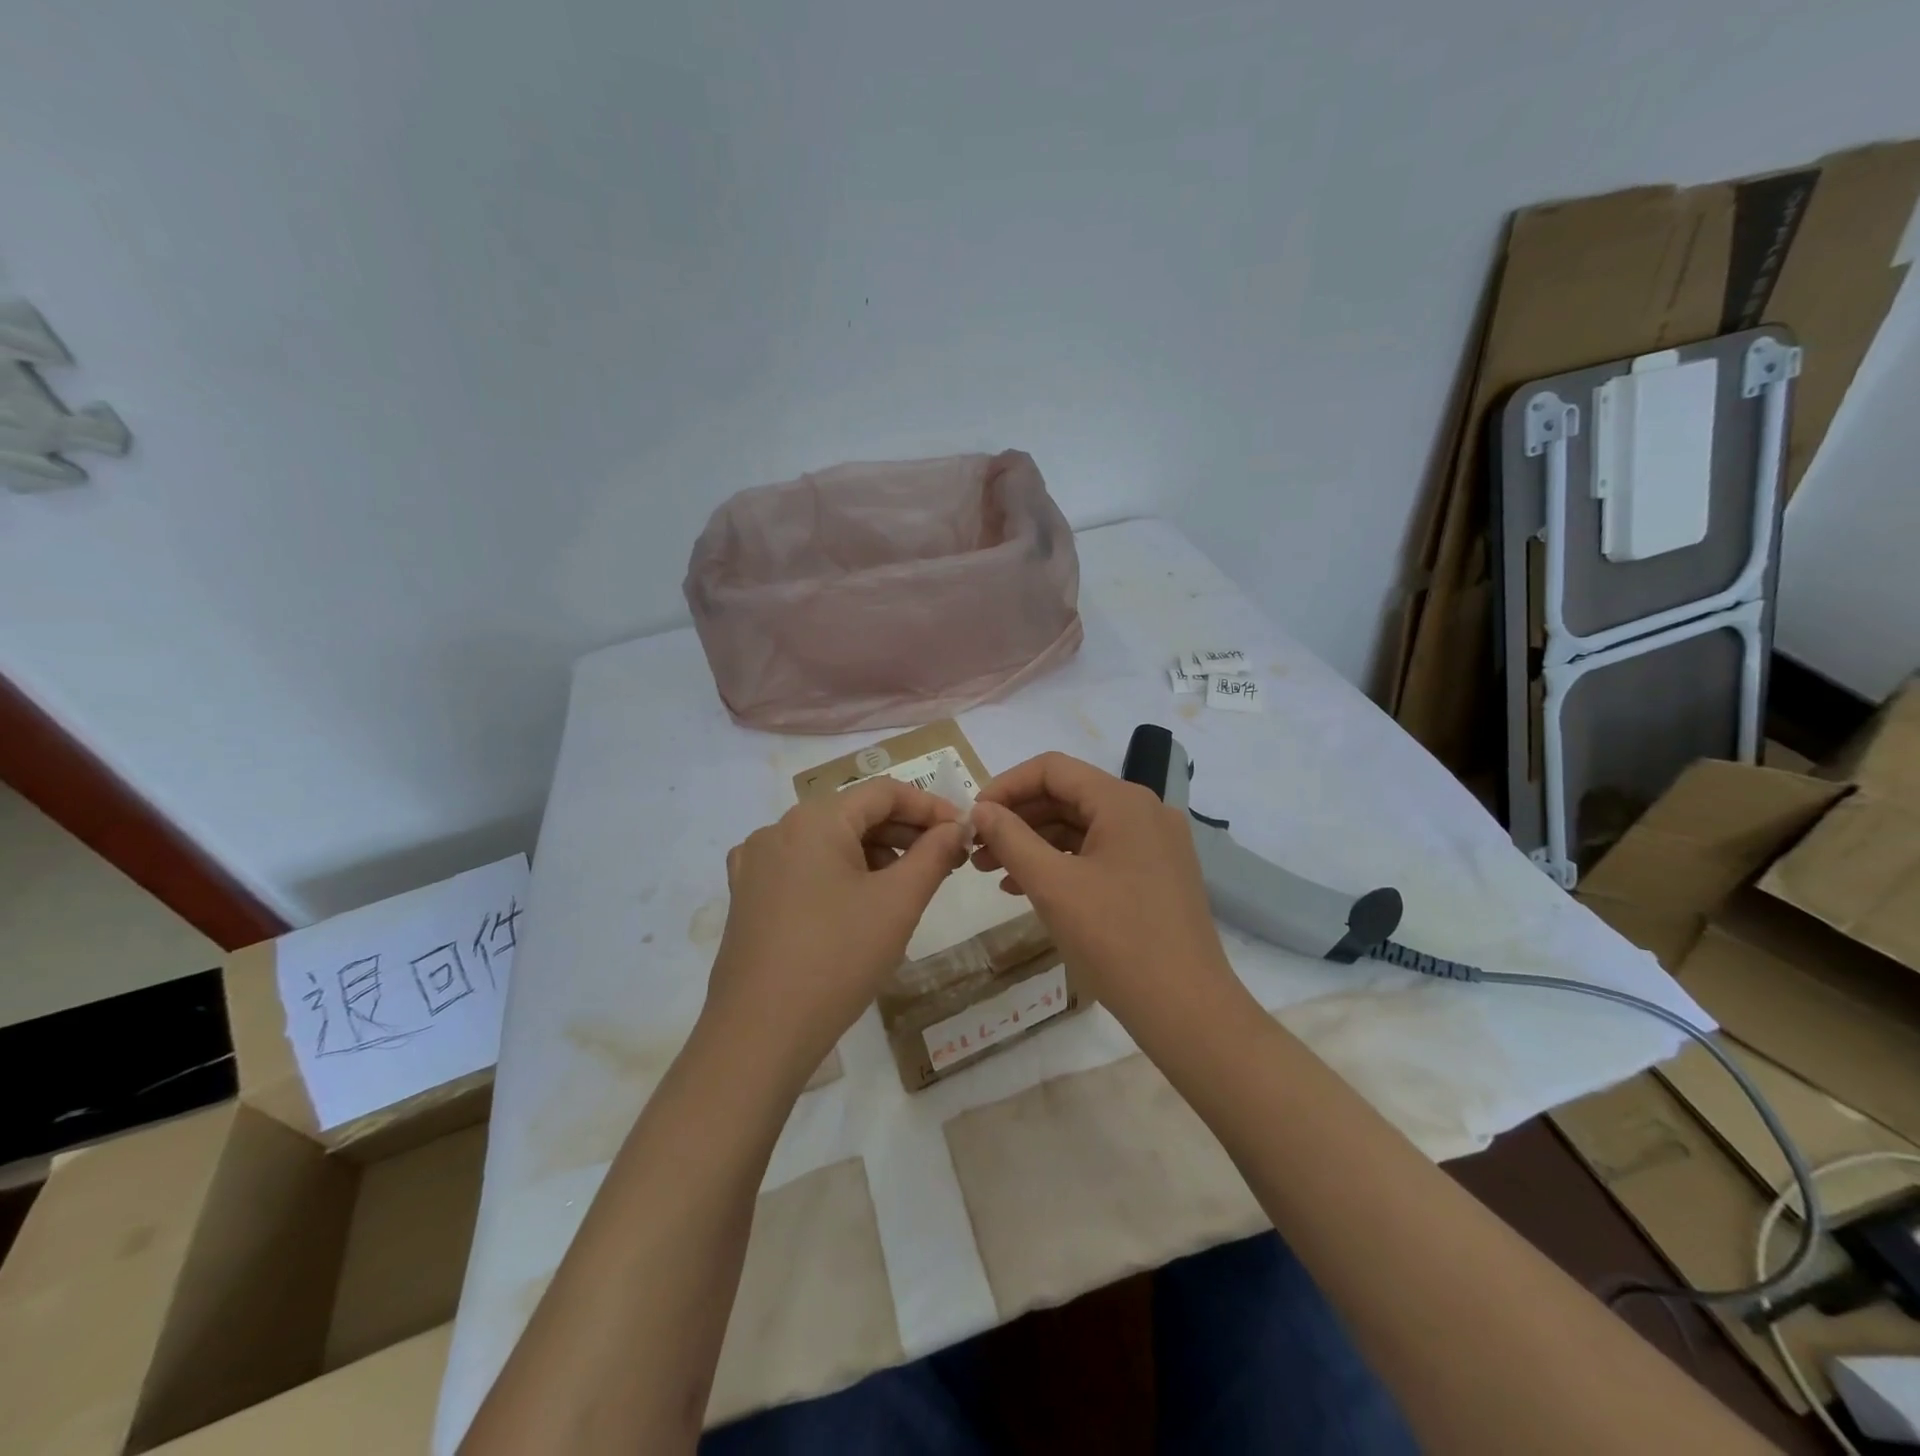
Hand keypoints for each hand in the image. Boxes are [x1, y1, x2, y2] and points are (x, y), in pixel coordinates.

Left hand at [703, 778, 969, 1084]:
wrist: (759, 1034)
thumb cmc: (838, 958)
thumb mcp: (899, 903)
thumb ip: (934, 854)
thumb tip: (957, 826)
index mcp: (814, 819)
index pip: (884, 792)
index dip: (930, 807)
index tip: (964, 833)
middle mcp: (779, 829)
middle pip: (854, 813)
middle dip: (904, 833)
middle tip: (946, 862)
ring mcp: (756, 863)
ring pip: (829, 841)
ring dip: (875, 854)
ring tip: (908, 887)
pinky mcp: (747, 896)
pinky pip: (803, 867)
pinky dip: (839, 873)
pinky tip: (859, 905)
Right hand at [969, 752, 1239, 1034]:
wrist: (1186, 1009)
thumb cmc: (1115, 940)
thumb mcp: (1052, 885)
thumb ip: (1011, 838)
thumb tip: (980, 809)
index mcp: (1123, 801)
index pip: (1052, 769)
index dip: (1006, 786)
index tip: (973, 817)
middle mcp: (1144, 810)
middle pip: (1067, 795)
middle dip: (1017, 818)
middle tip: (977, 849)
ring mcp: (1154, 842)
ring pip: (1081, 826)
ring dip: (1035, 842)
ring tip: (993, 872)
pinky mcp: (1156, 872)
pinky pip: (1099, 851)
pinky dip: (1062, 862)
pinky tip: (1027, 887)